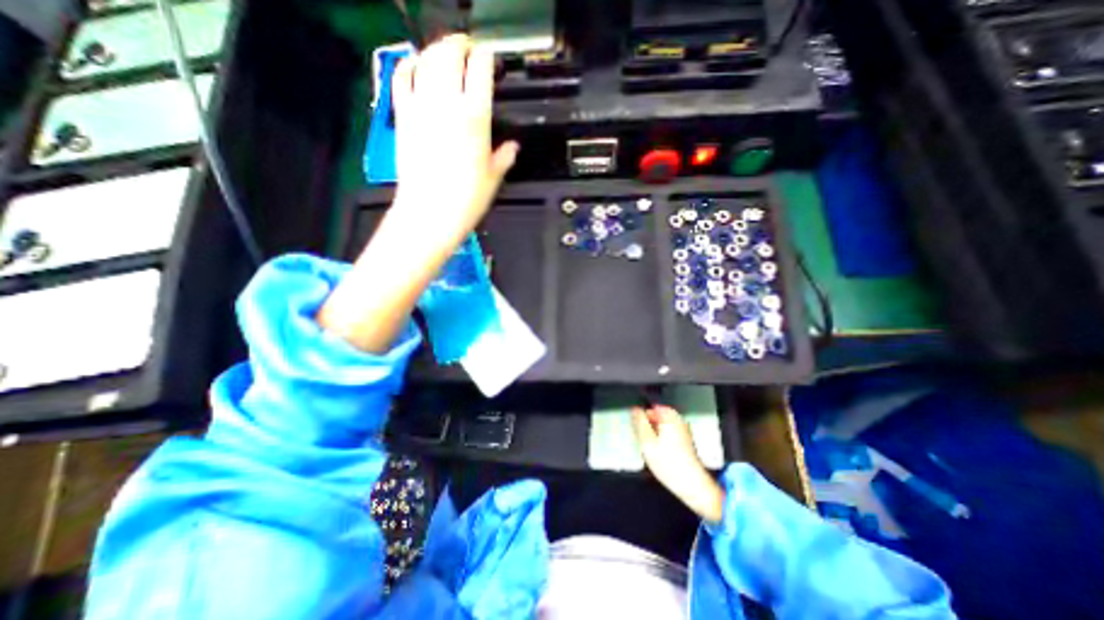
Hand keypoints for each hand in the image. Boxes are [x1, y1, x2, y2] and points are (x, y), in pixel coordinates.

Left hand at [392, 34, 521, 245]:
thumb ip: (504, 156)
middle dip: (461, 45)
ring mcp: (421, 106)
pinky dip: (409, 63)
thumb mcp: (493, 178)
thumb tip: (512, 147)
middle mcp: (447, 103)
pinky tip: (417, 63)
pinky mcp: (403, 115)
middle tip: (468, 50)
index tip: (490, 62)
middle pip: (451, 53)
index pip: (481, 68)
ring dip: (438, 49)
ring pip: (427, 59)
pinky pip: (402, 76)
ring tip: (447, 53)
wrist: (430, 212)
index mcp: (475, 117)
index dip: (486, 58)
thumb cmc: (466, 199)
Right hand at [635, 407, 729, 522]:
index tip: (636, 430)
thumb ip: (639, 422)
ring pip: (661, 426)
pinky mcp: (685, 441)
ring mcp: (683, 430)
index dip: (640, 418)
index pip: (650, 408)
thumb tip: (634, 409)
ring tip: (650, 449)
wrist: (691, 485)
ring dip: (653, 434)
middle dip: (647, 426)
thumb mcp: (647, 441)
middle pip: (656, 417)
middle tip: (642, 441)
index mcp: (669, 416)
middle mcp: (678, 419)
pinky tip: (659, 453)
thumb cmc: (667, 462)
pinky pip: (668, 434)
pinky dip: (661, 440)